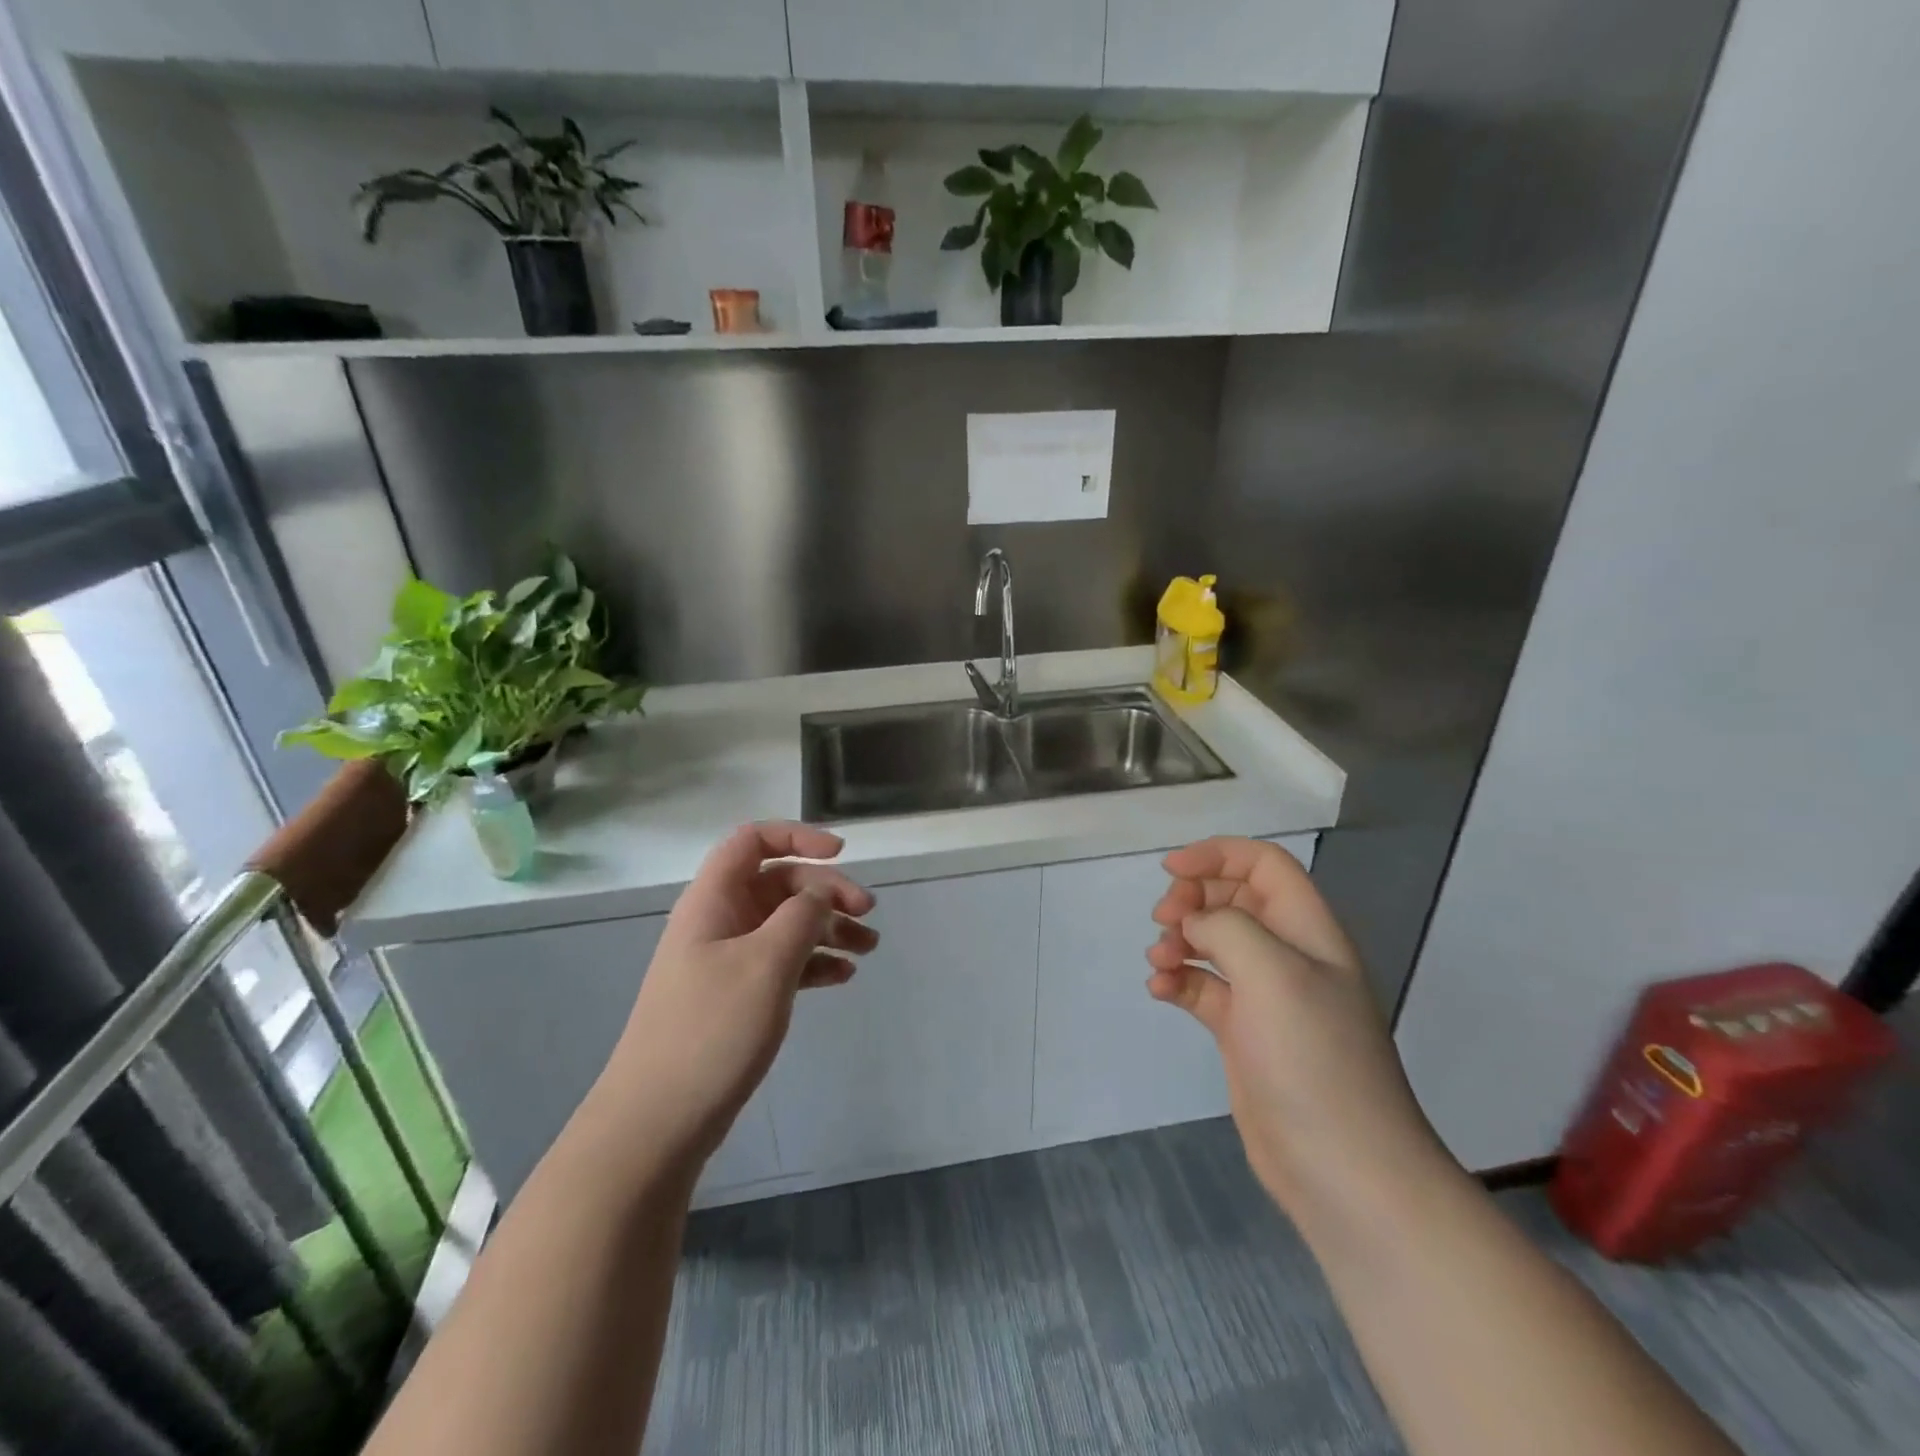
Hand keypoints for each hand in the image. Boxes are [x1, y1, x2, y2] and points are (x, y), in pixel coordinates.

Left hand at [603, 822, 877, 1165]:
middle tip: (868, 914)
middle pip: (779, 883)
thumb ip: (801, 916)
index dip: (797, 836)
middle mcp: (718, 921)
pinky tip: (842, 977)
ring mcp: (725, 960)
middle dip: (826, 892)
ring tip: (868, 948)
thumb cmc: (711, 1030)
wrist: (657, 1122)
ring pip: (784, 924)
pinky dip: (813, 962)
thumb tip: (819, 891)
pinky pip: (781, 962)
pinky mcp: (733, 997)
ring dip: (827, 928)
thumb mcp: (766, 964)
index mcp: (714, 900)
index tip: (841, 854)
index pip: (753, 840)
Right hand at [1147, 837, 1452, 1225]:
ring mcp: (1265, 997)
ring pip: (1213, 942)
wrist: (1342, 1169)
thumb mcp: (1273, 973)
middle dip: (1193, 899)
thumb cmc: (1312, 1058)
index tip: (1171, 871)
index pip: (1264, 865)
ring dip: (1179, 940)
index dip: (1217, 855)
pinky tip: (1160, 990)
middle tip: (1164, 920)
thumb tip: (1193, 925)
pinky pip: (1203, 987)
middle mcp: (1288, 955)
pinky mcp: (1243, 1033)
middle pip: (1233, 899)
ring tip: (1159, 960)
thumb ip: (1226, 929)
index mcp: (1308, 930)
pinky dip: (1177, 980)